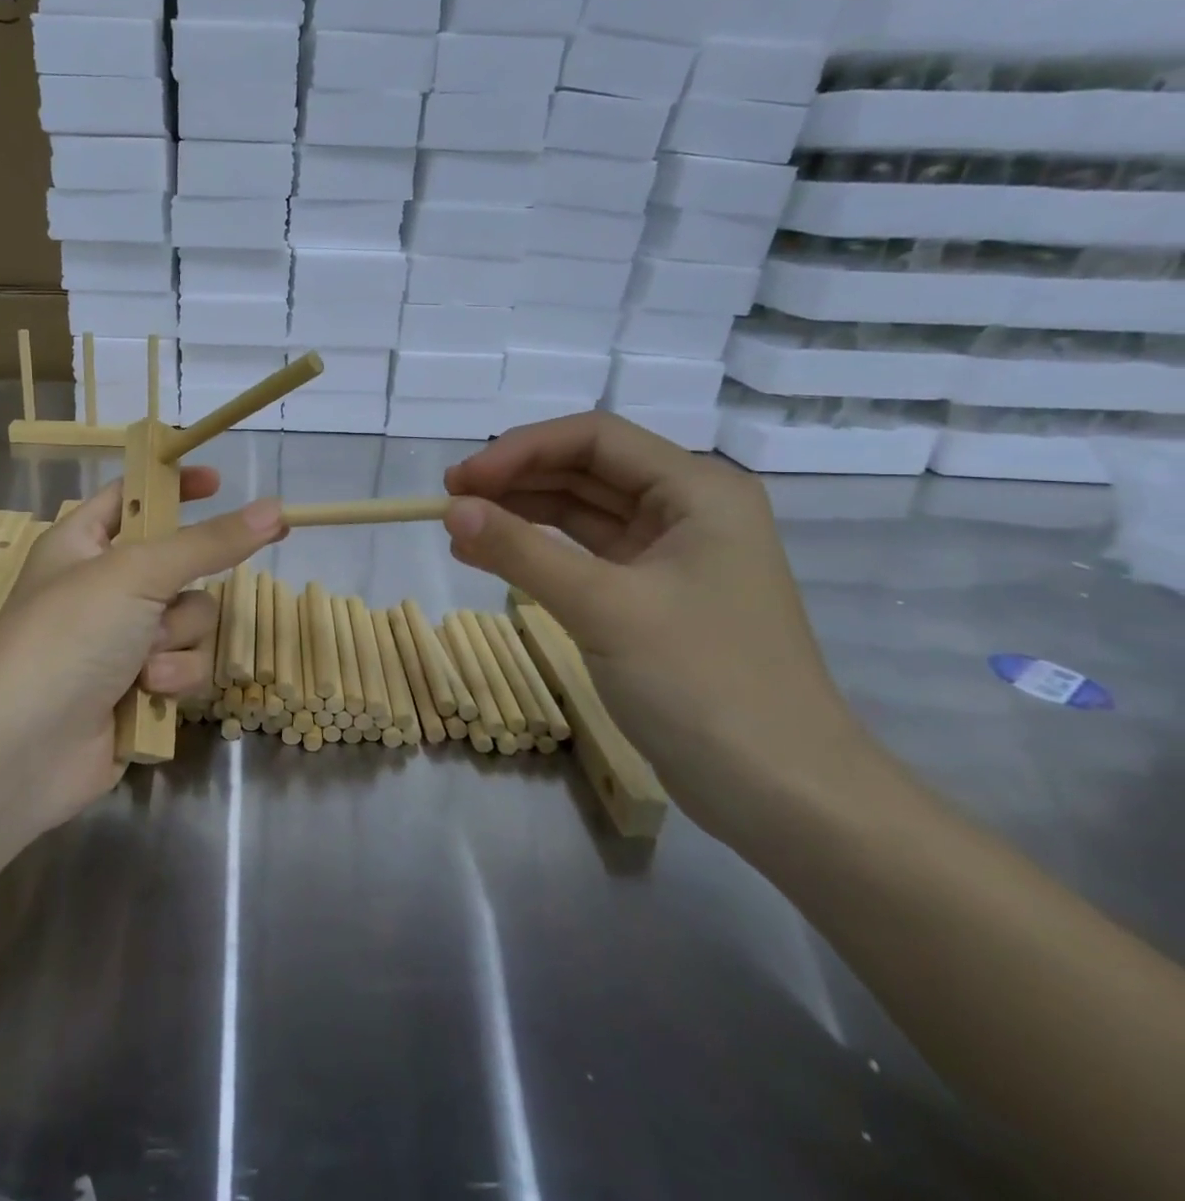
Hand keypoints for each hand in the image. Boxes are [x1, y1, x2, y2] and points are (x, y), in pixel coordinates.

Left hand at [0, 476, 283, 832]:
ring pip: (192, 621)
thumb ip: (209, 543)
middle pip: (180, 567)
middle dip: (181, 593)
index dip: (171, 486)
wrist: (18, 749)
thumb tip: (276, 510)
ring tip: (144, 664)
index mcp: (82, 544)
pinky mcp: (139, 690)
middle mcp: (103, 588)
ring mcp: (121, 642)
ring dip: (177, 643)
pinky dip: (174, 680)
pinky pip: (187, 667)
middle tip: (159, 606)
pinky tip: (147, 695)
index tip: (218, 482)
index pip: (133, 496)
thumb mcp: (137, 574)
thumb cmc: (67, 636)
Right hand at [442, 412, 869, 836]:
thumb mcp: (604, 609)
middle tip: (450, 503)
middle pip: (587, 470)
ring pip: (581, 512)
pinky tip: (492, 557)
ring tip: (460, 528)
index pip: (595, 438)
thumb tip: (450, 510)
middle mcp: (688, 510)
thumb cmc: (704, 684)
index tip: (460, 481)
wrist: (783, 795)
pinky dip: (537, 552)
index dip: (521, 450)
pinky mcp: (652, 597)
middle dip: (516, 479)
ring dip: (521, 514)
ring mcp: (671, 555)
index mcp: (698, 490)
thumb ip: (522, 552)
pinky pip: (584, 555)